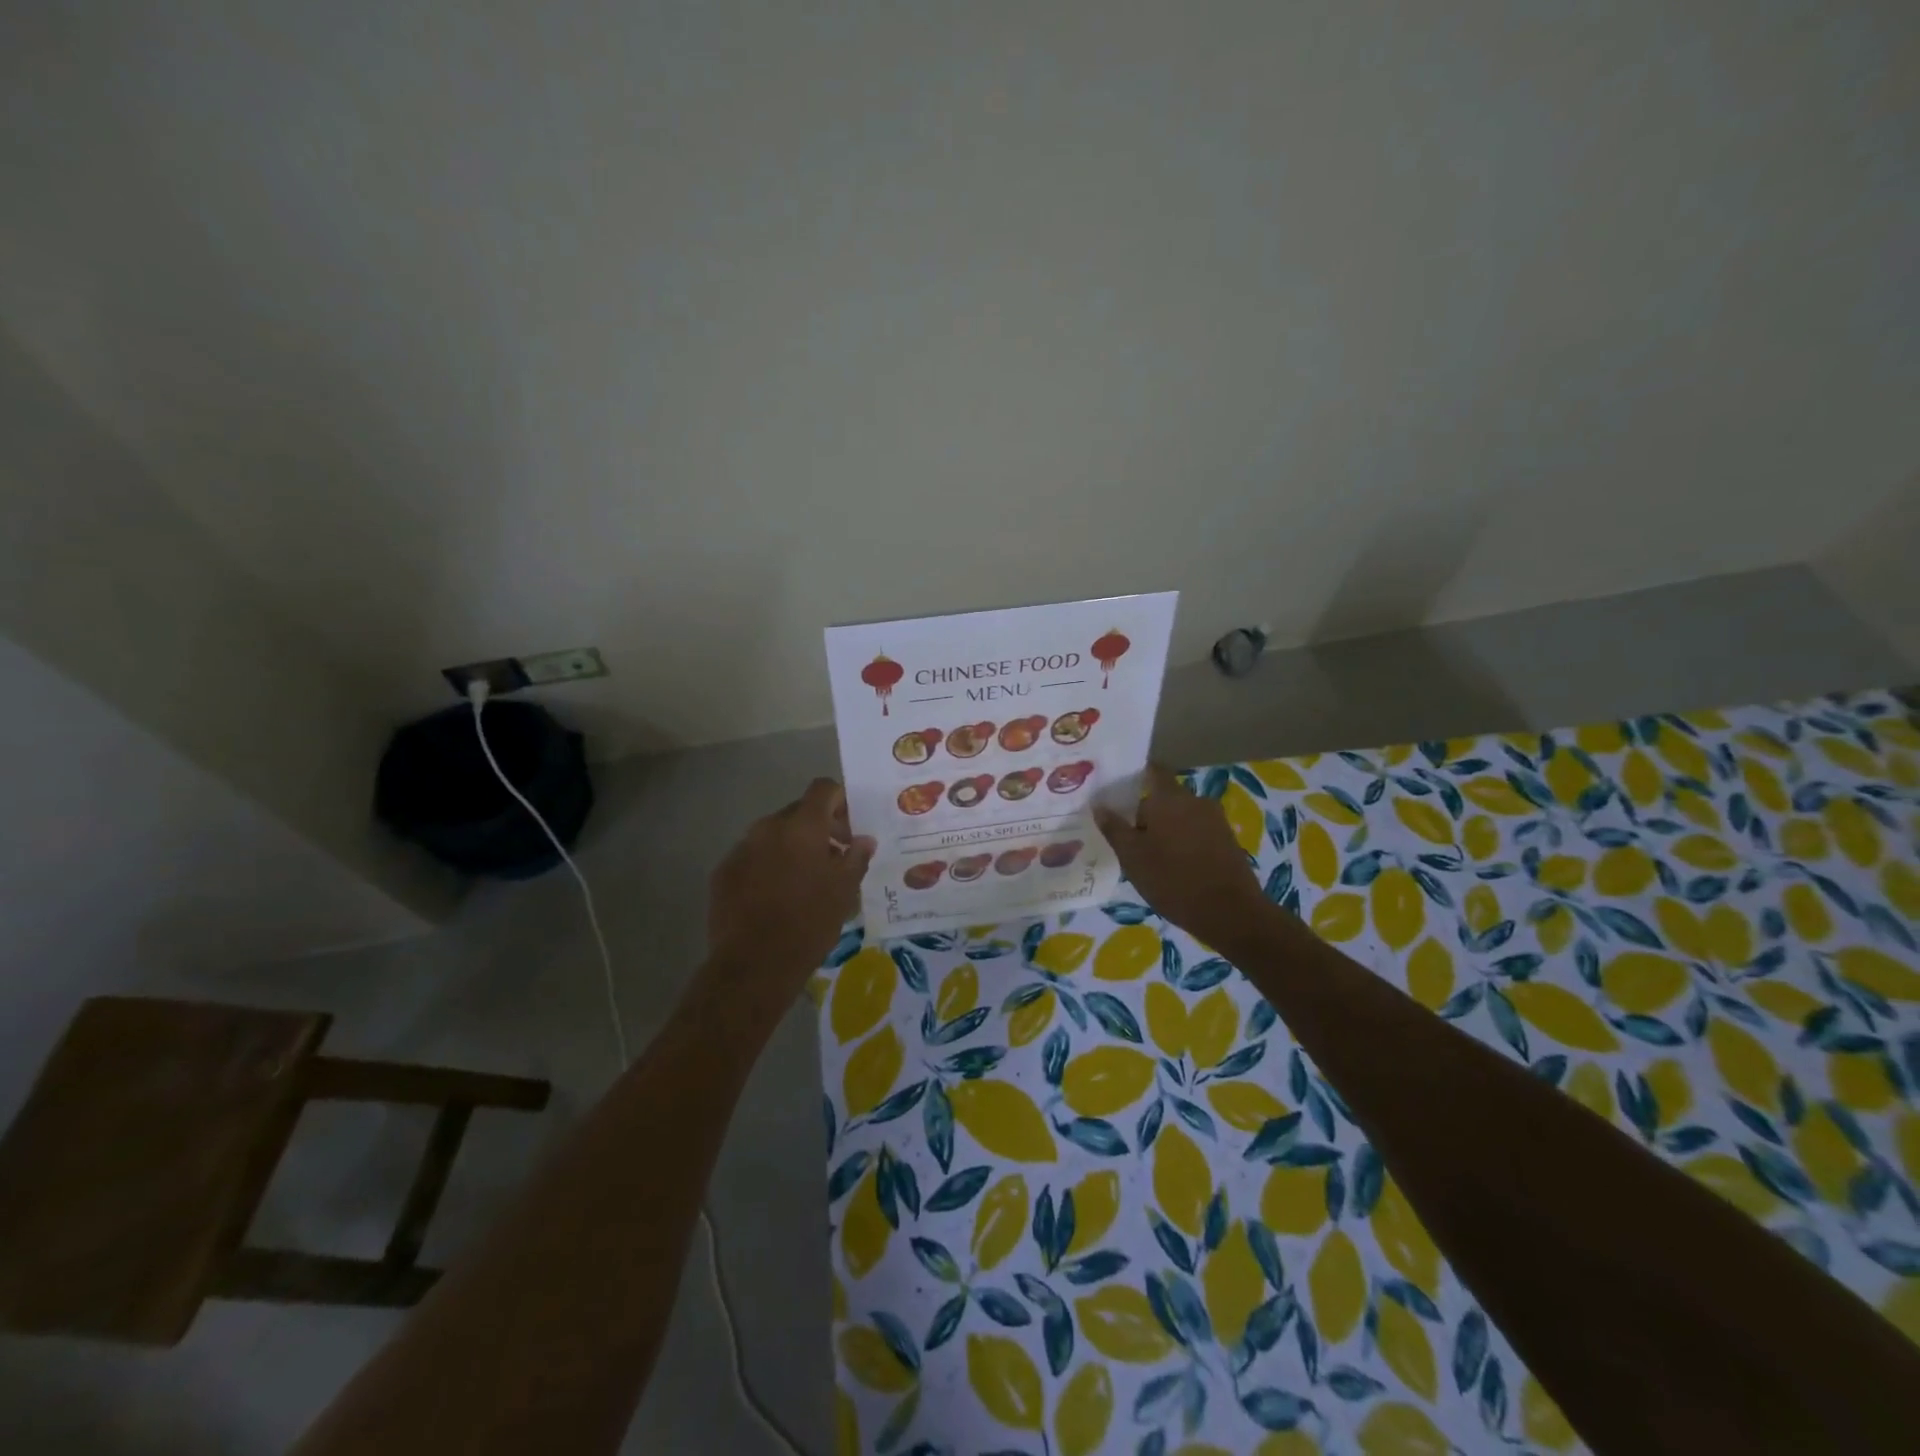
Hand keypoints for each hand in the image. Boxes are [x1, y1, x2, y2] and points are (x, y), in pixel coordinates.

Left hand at [707, 779, 875, 995]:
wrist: (754, 964)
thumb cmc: (809, 922)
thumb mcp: (844, 891)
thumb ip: (856, 857)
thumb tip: (863, 840)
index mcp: (802, 826)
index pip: (823, 789)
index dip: (840, 801)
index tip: (849, 828)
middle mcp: (768, 827)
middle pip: (798, 812)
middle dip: (818, 829)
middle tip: (833, 859)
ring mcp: (741, 848)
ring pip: (773, 835)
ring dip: (792, 848)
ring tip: (803, 881)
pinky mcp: (723, 872)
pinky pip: (752, 857)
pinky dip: (767, 866)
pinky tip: (775, 897)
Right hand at [1094, 765, 1270, 941]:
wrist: (1231, 913)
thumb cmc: (1173, 880)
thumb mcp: (1132, 857)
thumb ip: (1114, 828)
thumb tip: (1099, 805)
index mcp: (1170, 798)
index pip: (1152, 770)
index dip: (1135, 775)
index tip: (1116, 789)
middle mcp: (1195, 800)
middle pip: (1165, 797)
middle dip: (1146, 813)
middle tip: (1127, 836)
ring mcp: (1215, 820)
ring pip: (1181, 817)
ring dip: (1165, 830)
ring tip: (1148, 856)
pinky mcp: (1227, 841)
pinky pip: (1197, 832)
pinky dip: (1183, 842)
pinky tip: (1173, 867)